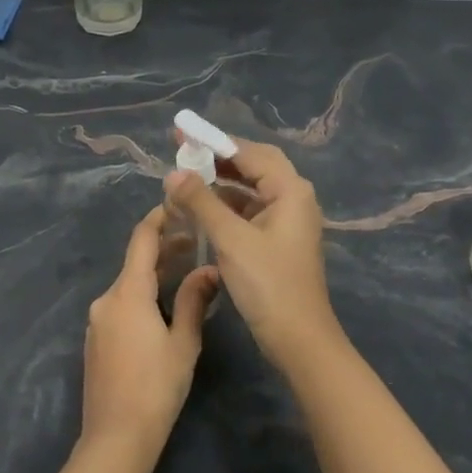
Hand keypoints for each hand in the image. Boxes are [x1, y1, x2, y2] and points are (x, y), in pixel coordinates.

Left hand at [81, 206, 218, 459]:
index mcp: (127, 293)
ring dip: (153, 274)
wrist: (116, 437)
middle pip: (134, 262)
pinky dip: (141, 296)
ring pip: (127, 285)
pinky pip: (120, 306)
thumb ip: (194, 300)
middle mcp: (106, 299)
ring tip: (185, 272)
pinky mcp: (95, 340)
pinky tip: (162, 307)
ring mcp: (97, 321)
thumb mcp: (183, 343)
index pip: (141, 240)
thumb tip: (210, 270)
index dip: (158, 219)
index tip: (178, 206)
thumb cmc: (156, 387)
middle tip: (194, 242)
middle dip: (163, 249)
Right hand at [164, 137, 340, 369]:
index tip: (182, 135)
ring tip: (186, 181)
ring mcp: (288, 220)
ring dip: (221, 184)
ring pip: (251, 190)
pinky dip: (227, 206)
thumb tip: (173, 174)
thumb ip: (201, 202)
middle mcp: (294, 198)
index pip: (250, 152)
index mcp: (290, 190)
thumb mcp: (230, 239)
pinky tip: (202, 211)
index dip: (214, 142)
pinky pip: (251, 211)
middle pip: (253, 166)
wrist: (298, 338)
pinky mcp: (279, 241)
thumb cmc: (268, 284)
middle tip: (183, 153)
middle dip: (218, 159)